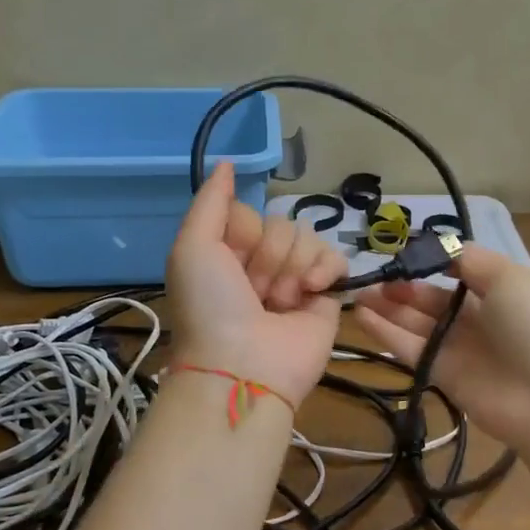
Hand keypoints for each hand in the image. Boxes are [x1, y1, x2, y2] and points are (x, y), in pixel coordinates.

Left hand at [167, 162, 348, 407]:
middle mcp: (262, 264)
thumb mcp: (192, 247)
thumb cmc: (211, 306)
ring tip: (281, 301)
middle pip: (281, 224)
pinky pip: (337, 259)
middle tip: (255, 290)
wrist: (244, 366)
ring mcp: (295, 280)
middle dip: (269, 255)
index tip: (232, 261)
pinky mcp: (326, 296)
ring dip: (293, 267)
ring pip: (308, 237)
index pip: (250, 213)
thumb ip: (211, 201)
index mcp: (229, 253)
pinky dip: (325, 270)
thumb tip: (227, 162)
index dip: (244, 232)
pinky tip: (312, 291)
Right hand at [353, 246, 529, 451]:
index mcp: (505, 290)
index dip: (433, 262)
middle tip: (374, 278)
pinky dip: (387, 333)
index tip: (403, 254)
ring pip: (418, 323)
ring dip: (389, 308)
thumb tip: (442, 247)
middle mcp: (483, 318)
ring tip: (358, 294)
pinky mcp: (445, 376)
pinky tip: (362, 316)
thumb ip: (471, 260)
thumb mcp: (510, 276)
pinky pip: (412, 348)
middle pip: (435, 299)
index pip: (462, 270)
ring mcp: (463, 348)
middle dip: (405, 287)